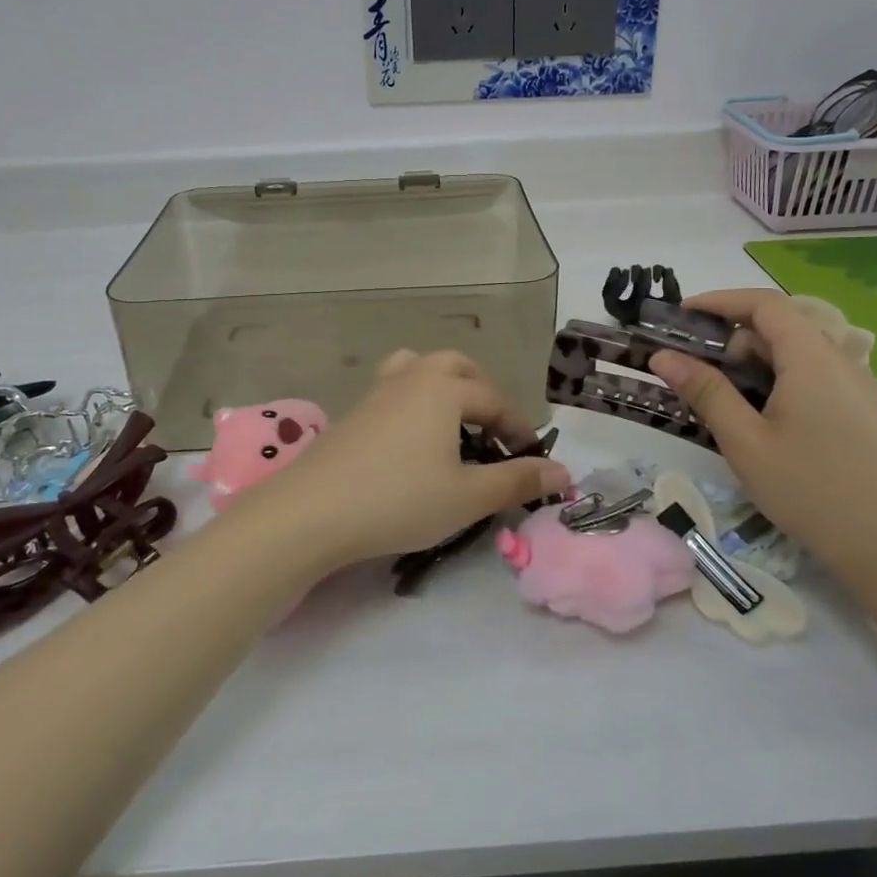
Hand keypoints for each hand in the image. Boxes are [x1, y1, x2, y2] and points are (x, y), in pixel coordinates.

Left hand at [237, 350, 569, 569]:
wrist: (313, 510)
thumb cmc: (399, 499)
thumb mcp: (467, 497)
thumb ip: (517, 481)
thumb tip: (563, 472)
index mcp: (445, 389)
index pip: (495, 401)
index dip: (519, 428)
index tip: (533, 459)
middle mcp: (412, 378)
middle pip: (456, 366)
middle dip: (482, 393)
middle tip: (492, 433)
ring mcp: (377, 392)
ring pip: (419, 370)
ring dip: (444, 389)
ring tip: (453, 426)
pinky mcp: (353, 412)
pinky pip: (394, 390)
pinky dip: (415, 403)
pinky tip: (412, 442)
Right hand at [648, 290, 876, 577]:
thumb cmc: (812, 490)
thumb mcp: (745, 442)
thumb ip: (705, 391)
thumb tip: (663, 356)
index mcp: (812, 358)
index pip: (763, 304)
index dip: (719, 301)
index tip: (680, 316)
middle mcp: (840, 360)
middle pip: (780, 326)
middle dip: (731, 338)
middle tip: (693, 368)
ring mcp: (857, 386)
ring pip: (797, 353)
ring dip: (753, 362)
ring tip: (722, 398)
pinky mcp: (864, 411)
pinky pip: (814, 376)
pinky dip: (779, 380)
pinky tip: (763, 419)